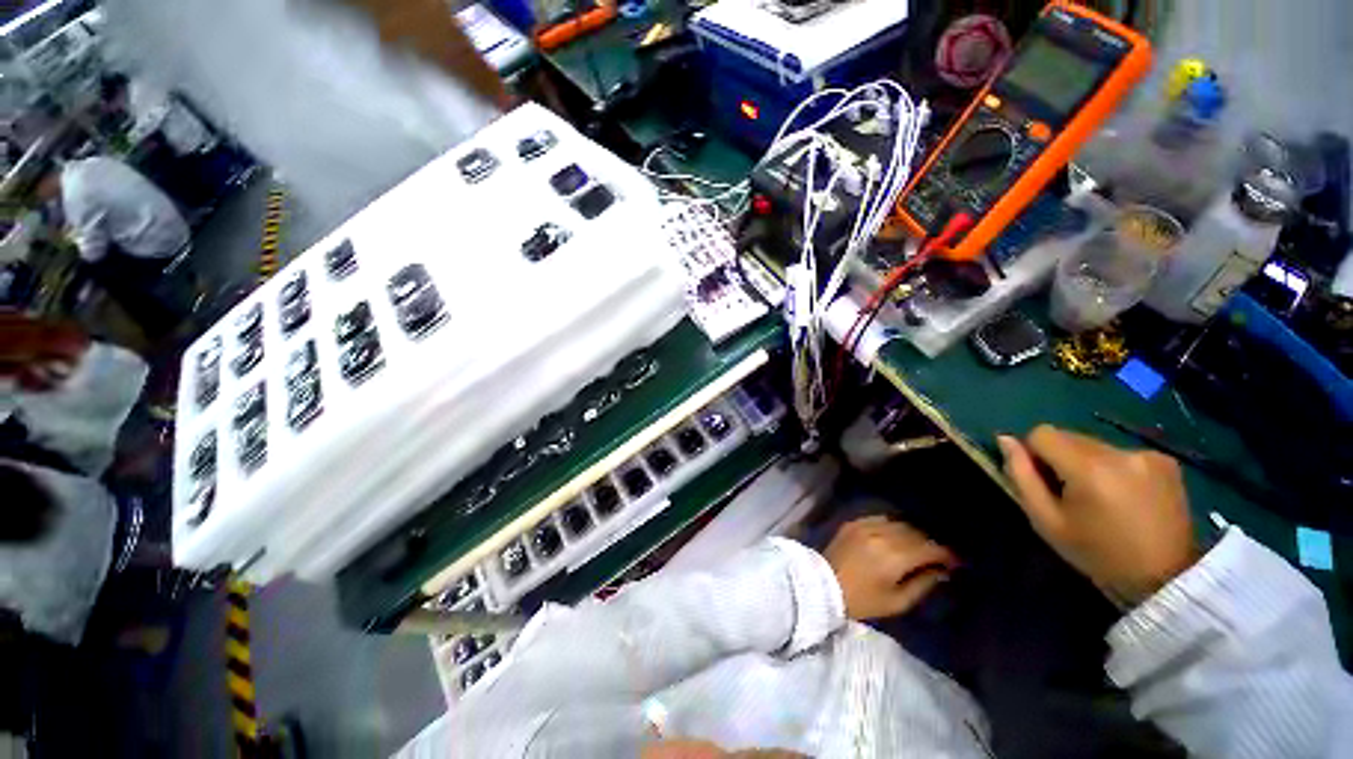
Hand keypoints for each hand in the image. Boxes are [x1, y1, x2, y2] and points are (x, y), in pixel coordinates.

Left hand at [824, 516, 955, 620]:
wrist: (823, 585)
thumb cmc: (862, 601)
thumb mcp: (897, 602)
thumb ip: (923, 584)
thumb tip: (942, 571)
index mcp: (894, 557)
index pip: (929, 548)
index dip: (946, 554)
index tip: (956, 561)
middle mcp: (882, 536)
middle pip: (915, 533)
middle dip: (930, 543)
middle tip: (938, 556)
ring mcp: (865, 526)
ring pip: (899, 523)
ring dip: (912, 533)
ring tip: (918, 545)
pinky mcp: (854, 522)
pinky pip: (880, 518)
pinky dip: (893, 525)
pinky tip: (896, 535)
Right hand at [998, 425, 1197, 606]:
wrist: (1166, 577)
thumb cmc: (1097, 553)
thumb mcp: (1046, 521)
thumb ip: (1021, 476)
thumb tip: (1004, 439)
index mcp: (1088, 468)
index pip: (1042, 433)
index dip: (1035, 454)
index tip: (1046, 482)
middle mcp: (1119, 452)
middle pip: (1069, 436)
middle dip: (1062, 458)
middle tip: (1072, 494)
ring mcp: (1147, 454)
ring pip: (1094, 444)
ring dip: (1088, 463)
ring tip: (1102, 497)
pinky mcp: (1165, 460)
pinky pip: (1121, 452)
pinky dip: (1114, 467)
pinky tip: (1126, 495)